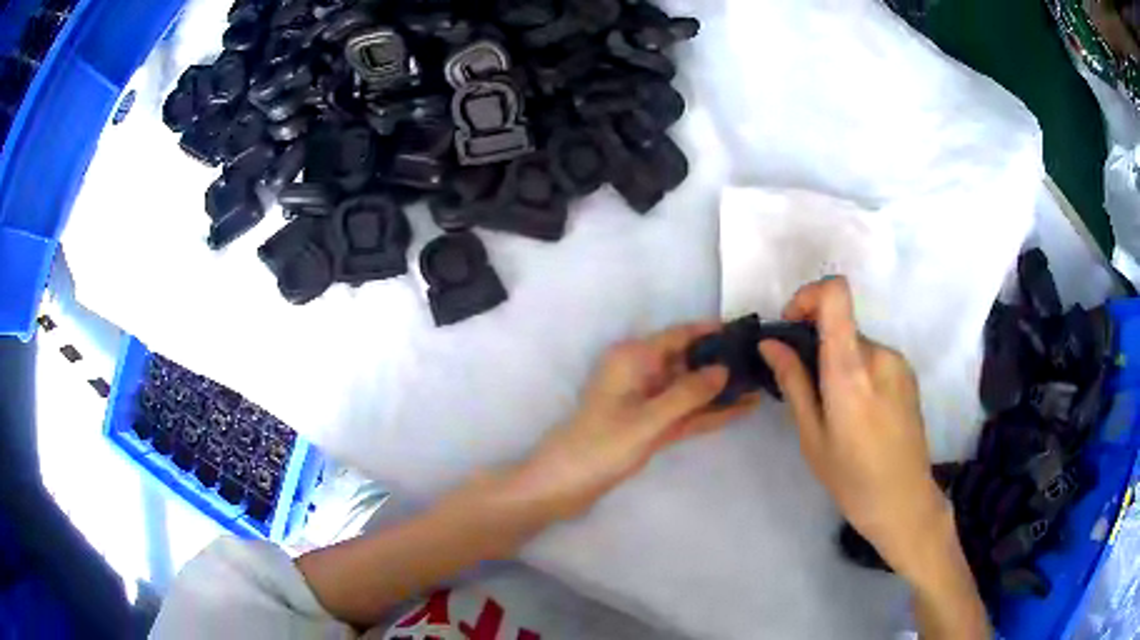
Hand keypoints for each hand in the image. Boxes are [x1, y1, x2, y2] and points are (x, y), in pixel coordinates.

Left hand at [511, 323, 760, 519]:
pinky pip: (686, 413)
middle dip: (722, 362)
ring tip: (760, 385)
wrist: (563, 485)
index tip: (746, 331)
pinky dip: (709, 413)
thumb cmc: (600, 446)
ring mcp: (647, 402)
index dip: (712, 332)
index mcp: (633, 358)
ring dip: (720, 390)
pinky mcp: (650, 426)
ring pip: (690, 389)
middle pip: (688, 361)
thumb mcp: (647, 419)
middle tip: (763, 362)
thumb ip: (687, 394)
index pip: (679, 335)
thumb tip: (724, 369)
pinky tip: (740, 411)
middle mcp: (641, 373)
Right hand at [757, 277, 948, 584]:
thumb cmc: (851, 478)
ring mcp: (898, 362)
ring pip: (856, 343)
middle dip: (818, 344)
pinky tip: (859, 412)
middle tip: (806, 387)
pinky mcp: (908, 373)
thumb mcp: (812, 436)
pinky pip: (873, 357)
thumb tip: (771, 344)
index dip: (808, 295)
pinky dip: (857, 370)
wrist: (904, 500)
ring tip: (835, 409)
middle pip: (841, 324)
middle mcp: (879, 354)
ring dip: (838, 361)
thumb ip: (794, 382)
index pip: (835, 294)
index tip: (792, 326)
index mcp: (851, 370)